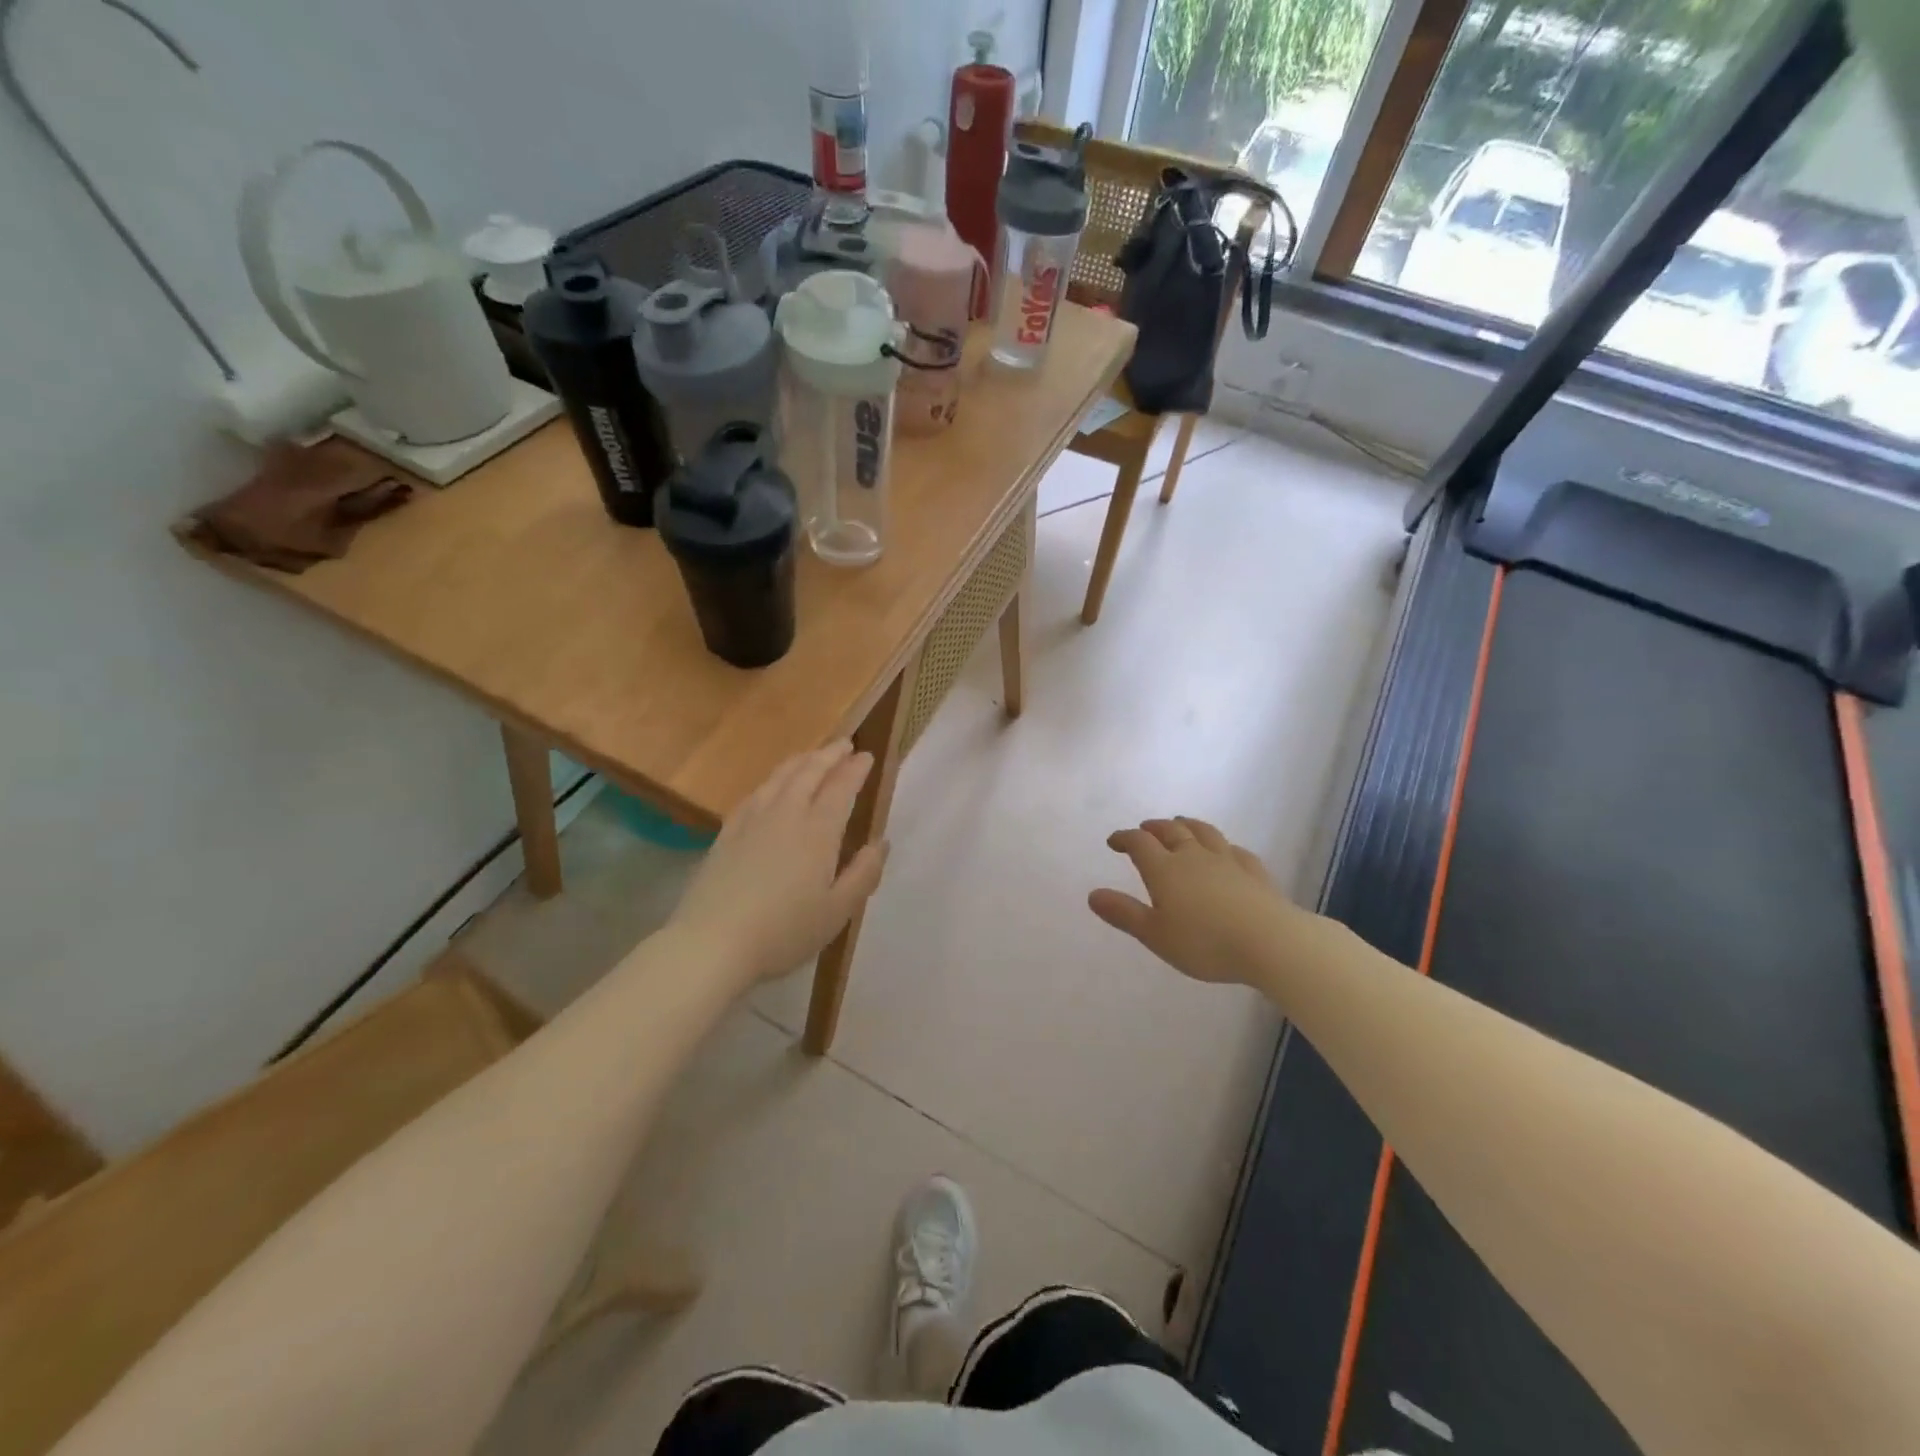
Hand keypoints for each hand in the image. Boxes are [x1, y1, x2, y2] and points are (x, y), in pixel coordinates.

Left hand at [670, 743, 888, 987]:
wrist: (712, 942)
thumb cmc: (783, 931)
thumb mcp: (837, 911)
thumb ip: (863, 874)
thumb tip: (881, 843)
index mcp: (817, 832)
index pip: (840, 788)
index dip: (855, 770)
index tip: (867, 756)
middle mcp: (785, 815)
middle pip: (809, 772)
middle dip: (829, 755)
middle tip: (844, 744)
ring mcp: (752, 821)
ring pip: (779, 777)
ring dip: (801, 760)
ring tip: (812, 755)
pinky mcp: (727, 833)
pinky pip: (754, 794)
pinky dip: (771, 781)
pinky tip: (771, 786)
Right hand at [1089, 817, 1296, 985]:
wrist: (1270, 942)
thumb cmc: (1205, 943)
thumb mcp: (1155, 935)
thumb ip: (1124, 914)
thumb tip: (1092, 894)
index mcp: (1165, 869)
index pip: (1139, 843)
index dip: (1124, 838)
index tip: (1114, 841)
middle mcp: (1194, 856)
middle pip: (1171, 832)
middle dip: (1155, 828)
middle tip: (1145, 829)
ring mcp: (1227, 861)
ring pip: (1204, 833)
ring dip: (1187, 826)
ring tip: (1180, 824)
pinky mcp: (1254, 872)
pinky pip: (1235, 850)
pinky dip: (1224, 847)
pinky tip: (1226, 852)